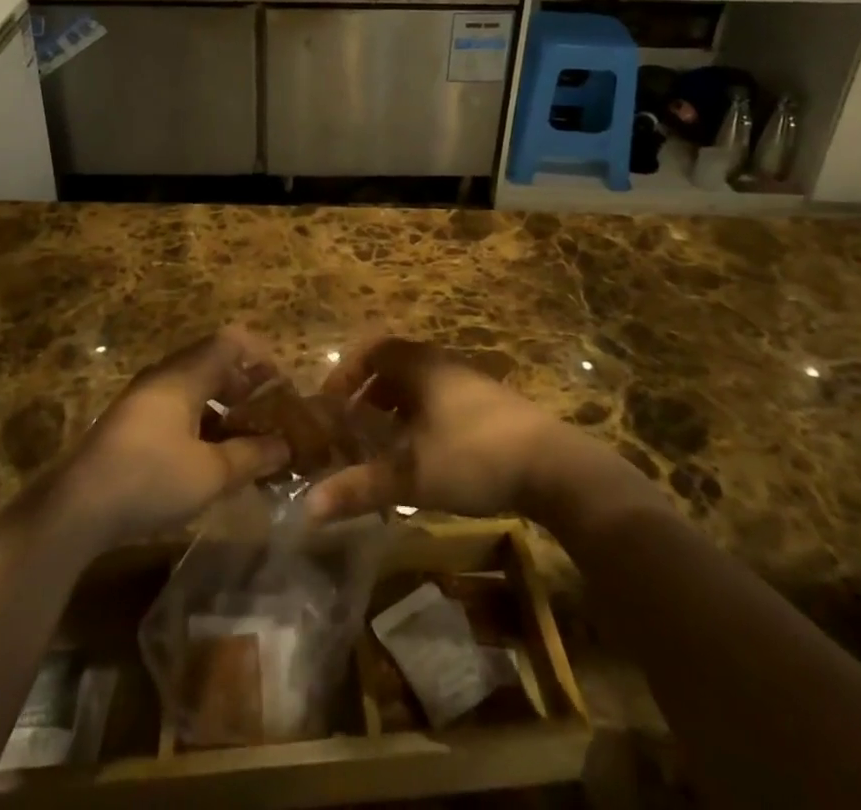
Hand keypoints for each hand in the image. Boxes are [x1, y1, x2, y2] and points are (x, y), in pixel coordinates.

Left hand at [50, 329, 290, 552]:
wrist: (75, 510)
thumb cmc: (149, 480)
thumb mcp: (211, 473)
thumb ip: (252, 456)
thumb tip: (284, 446)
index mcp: (184, 375)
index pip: (229, 341)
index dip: (260, 355)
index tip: (281, 383)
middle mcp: (163, 377)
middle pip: (212, 363)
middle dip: (245, 384)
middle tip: (269, 414)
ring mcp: (142, 399)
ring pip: (194, 388)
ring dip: (223, 406)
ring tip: (245, 439)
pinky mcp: (130, 424)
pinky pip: (176, 407)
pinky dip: (201, 421)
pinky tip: (209, 456)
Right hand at [305, 337, 597, 523]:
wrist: (553, 467)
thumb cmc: (472, 456)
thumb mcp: (410, 476)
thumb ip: (359, 487)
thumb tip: (307, 509)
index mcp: (419, 365)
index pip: (371, 351)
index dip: (345, 375)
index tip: (329, 407)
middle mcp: (442, 365)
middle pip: (394, 369)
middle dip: (367, 398)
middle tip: (350, 431)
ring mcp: (470, 384)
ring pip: (419, 389)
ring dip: (394, 413)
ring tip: (382, 449)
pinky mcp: (490, 408)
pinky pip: (441, 403)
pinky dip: (420, 423)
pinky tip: (423, 460)